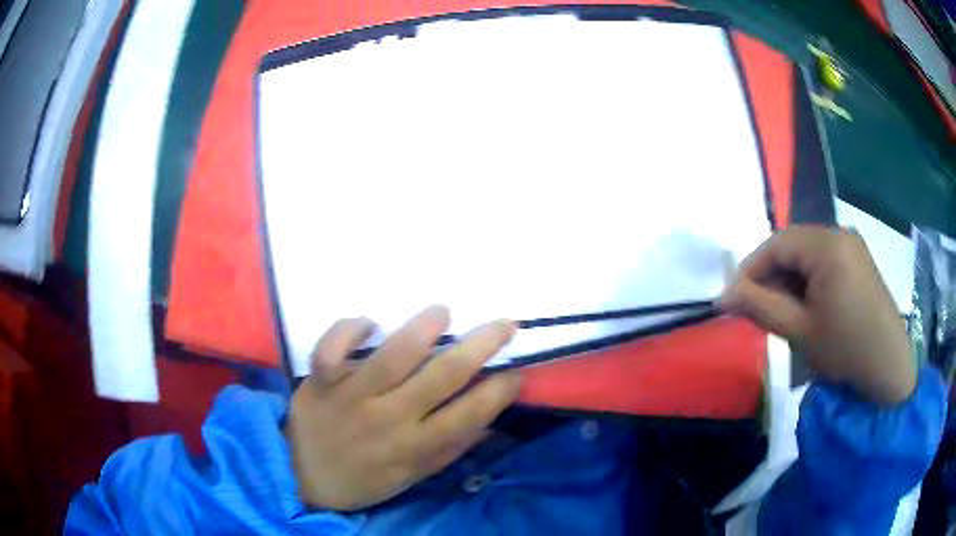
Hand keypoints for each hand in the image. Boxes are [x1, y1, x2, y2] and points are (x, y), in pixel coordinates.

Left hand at [285, 306, 521, 510]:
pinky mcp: (319, 380)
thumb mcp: (412, 477)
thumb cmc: (364, 479)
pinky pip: (331, 347)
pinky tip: (369, 322)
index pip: (468, 415)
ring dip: (422, 328)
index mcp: (414, 447)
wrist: (302, 476)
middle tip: (504, 324)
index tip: (515, 372)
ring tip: (443, 311)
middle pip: (442, 376)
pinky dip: (348, 329)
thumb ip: (449, 449)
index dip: (498, 391)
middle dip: (480, 346)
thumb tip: (489, 420)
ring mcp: (351, 396)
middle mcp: (388, 418)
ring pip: (391, 355)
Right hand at [718, 225, 914, 404]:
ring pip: (808, 255)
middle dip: (771, 277)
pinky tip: (807, 308)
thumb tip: (721, 296)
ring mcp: (853, 246)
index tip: (732, 298)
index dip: (750, 269)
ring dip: (789, 281)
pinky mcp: (860, 261)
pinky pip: (825, 263)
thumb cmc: (844, 348)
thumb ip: (760, 307)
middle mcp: (840, 233)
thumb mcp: (799, 331)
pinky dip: (809, 283)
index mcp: (827, 243)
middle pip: (793, 246)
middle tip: (756, 310)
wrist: (888, 369)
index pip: (777, 243)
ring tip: (781, 313)